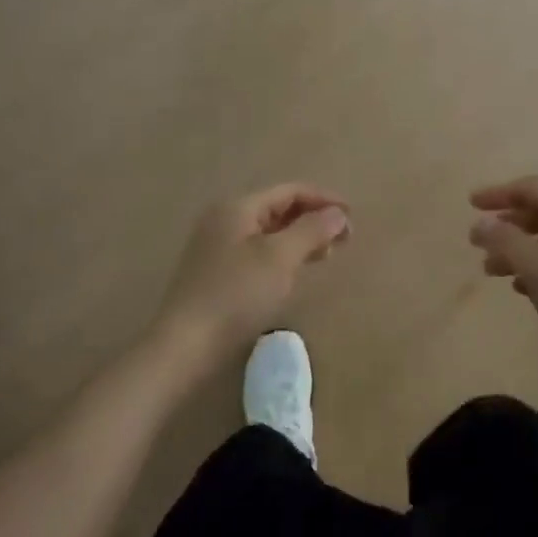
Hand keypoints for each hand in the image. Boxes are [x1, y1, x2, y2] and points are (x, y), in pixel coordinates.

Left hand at [157, 184, 350, 356]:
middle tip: (344, 240)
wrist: (185, 345)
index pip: (289, 191)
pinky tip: (295, 272)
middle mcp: (225, 220)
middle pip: (278, 209)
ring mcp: (217, 247)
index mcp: (238, 207)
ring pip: (269, 232)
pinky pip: (258, 252)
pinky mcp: (217, 273)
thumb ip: (311, 230)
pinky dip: (283, 255)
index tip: (352, 217)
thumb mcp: (279, 258)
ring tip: (326, 255)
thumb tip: (337, 213)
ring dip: (300, 238)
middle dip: (313, 219)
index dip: (323, 200)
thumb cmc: (236, 294)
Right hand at [469, 176, 537, 397]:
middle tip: (477, 242)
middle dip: (507, 225)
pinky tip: (520, 287)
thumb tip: (481, 223)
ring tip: (491, 271)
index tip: (470, 204)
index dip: (499, 193)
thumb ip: (505, 240)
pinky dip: (537, 267)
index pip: (533, 188)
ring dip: (518, 250)